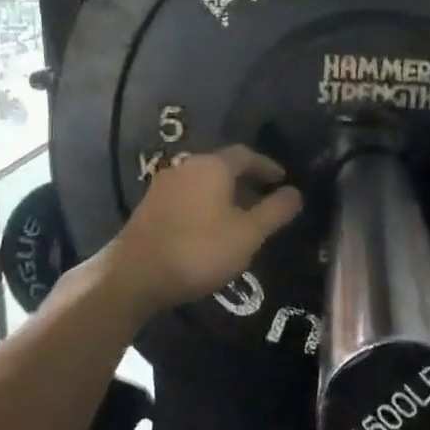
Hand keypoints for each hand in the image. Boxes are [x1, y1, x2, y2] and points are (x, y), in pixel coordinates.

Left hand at [110, 147, 302, 309]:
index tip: (283, 181)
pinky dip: (206, 205)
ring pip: (204, 182)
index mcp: (213, 166)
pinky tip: (211, 228)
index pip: (247, 155)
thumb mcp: (248, 234)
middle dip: (247, 181)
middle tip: (266, 200)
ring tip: (241, 217)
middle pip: (224, 166)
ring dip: (226, 195)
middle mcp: (188, 166)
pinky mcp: (150, 205)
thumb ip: (275, 211)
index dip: (268, 167)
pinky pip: (188, 196)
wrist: (134, 274)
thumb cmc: (199, 250)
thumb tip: (295, 192)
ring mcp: (165, 185)